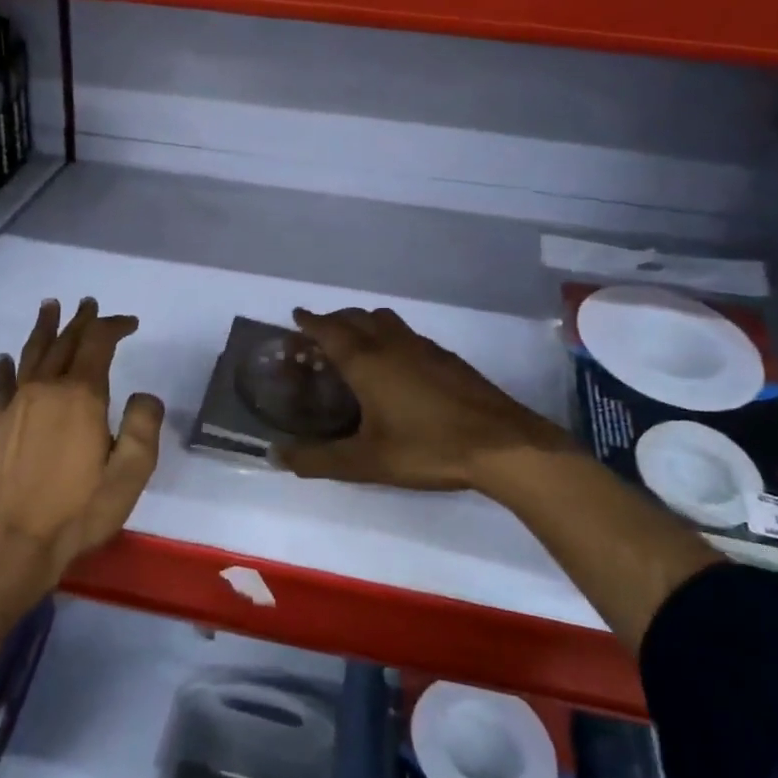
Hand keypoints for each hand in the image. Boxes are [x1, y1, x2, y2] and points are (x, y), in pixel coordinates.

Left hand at [0, 298, 163, 579]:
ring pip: (32, 354)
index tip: (129, 323)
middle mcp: (46, 390)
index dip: (114, 326)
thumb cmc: (79, 510)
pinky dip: (5, 367)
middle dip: (80, 321)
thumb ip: (143, 427)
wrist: (14, 544)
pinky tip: (5, 358)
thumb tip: (144, 395)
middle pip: (64, 343)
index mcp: (81, 396)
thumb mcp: (130, 473)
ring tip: (50, 307)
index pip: (97, 344)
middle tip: (88, 303)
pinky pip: (2, 385)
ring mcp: (17, 406)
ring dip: (44, 329)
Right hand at [275, 307, 573, 491]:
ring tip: (356, 344)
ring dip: (364, 323)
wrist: (502, 445)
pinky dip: (390, 337)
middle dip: (335, 319)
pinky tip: (397, 365)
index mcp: (367, 362)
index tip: (296, 316)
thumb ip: (318, 460)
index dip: (310, 321)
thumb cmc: (427, 448)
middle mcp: (393, 345)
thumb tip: (275, 457)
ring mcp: (425, 348)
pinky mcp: (449, 359)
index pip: (330, 330)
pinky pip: (408, 335)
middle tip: (320, 334)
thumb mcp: (365, 462)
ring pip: (386, 321)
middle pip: (357, 317)